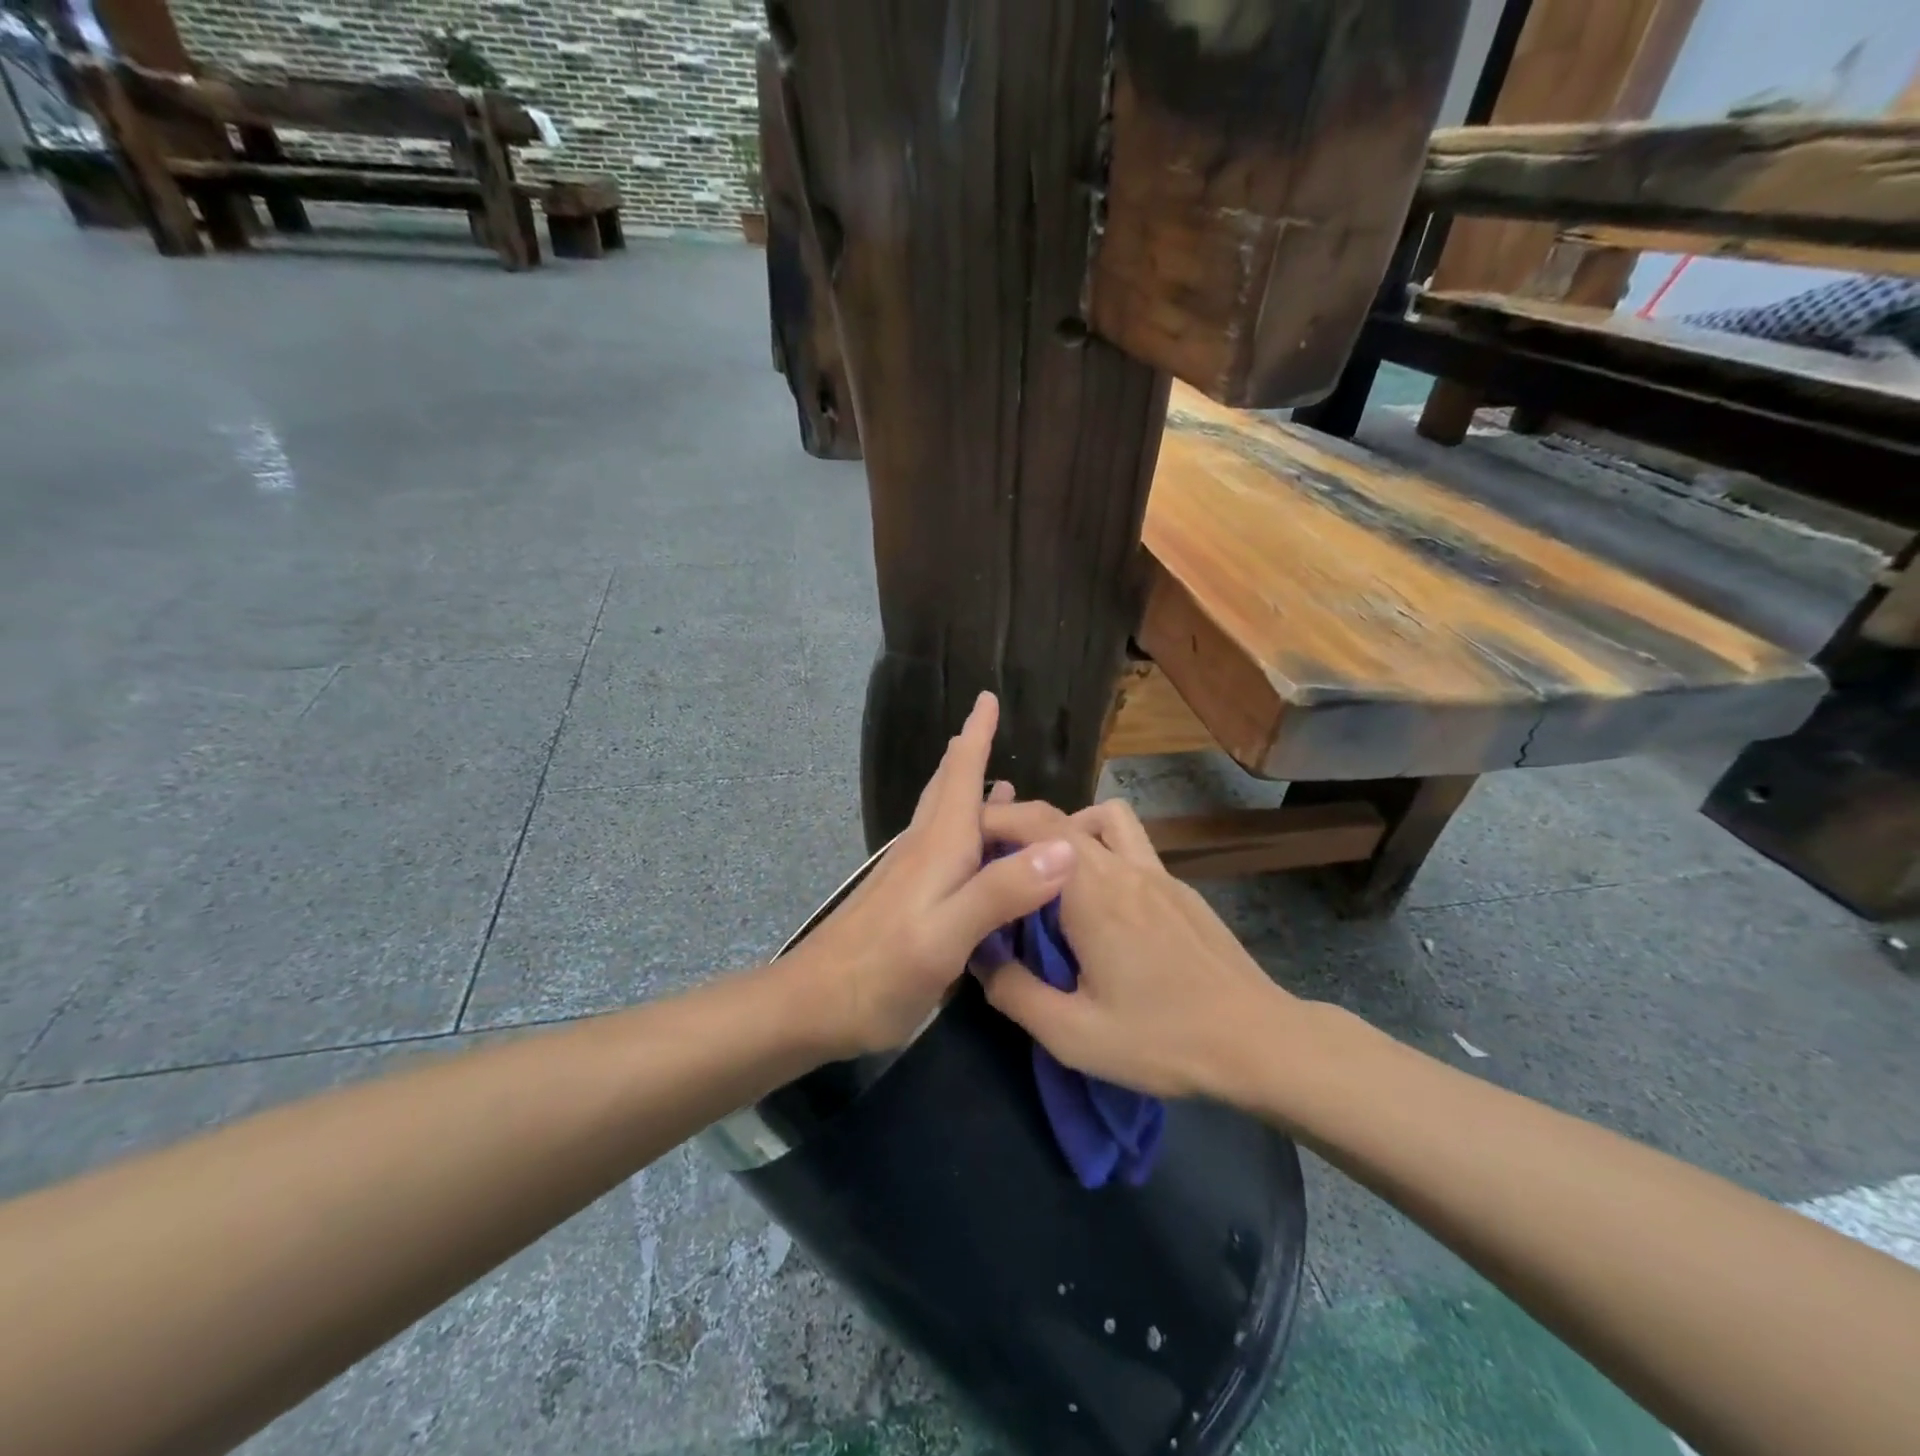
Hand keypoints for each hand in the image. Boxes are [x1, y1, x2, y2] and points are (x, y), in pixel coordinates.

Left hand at [788, 693, 1075, 1058]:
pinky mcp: (904, 898)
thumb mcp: (946, 937)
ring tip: (999, 782)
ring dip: (967, 790)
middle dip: (969, 753)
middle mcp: (923, 849)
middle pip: (947, 788)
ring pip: (943, 816)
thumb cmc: (881, 971)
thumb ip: (1001, 892)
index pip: (960, 775)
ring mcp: (909, 874)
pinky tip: (973, 849)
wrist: (811, 1006)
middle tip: (988, 725)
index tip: (987, 698)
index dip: (976, 736)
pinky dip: (964, 831)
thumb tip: (1064, 847)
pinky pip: (942, 847)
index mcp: (938, 847)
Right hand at [975, 798, 1290, 1099]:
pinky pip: (1131, 847)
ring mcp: (1158, 873)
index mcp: (1094, 893)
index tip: (964, 840)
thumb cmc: (1162, 1040)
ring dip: (1070, 830)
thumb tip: (980, 958)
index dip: (995, 820)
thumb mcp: (1074, 1034)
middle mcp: (1124, 867)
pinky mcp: (1180, 889)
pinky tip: (1101, 907)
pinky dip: (1102, 853)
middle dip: (1021, 826)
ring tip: (1051, 874)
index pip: (1037, 825)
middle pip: (1064, 816)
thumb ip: (1015, 993)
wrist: (1258, 1042)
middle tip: (996, 861)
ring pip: (1106, 819)